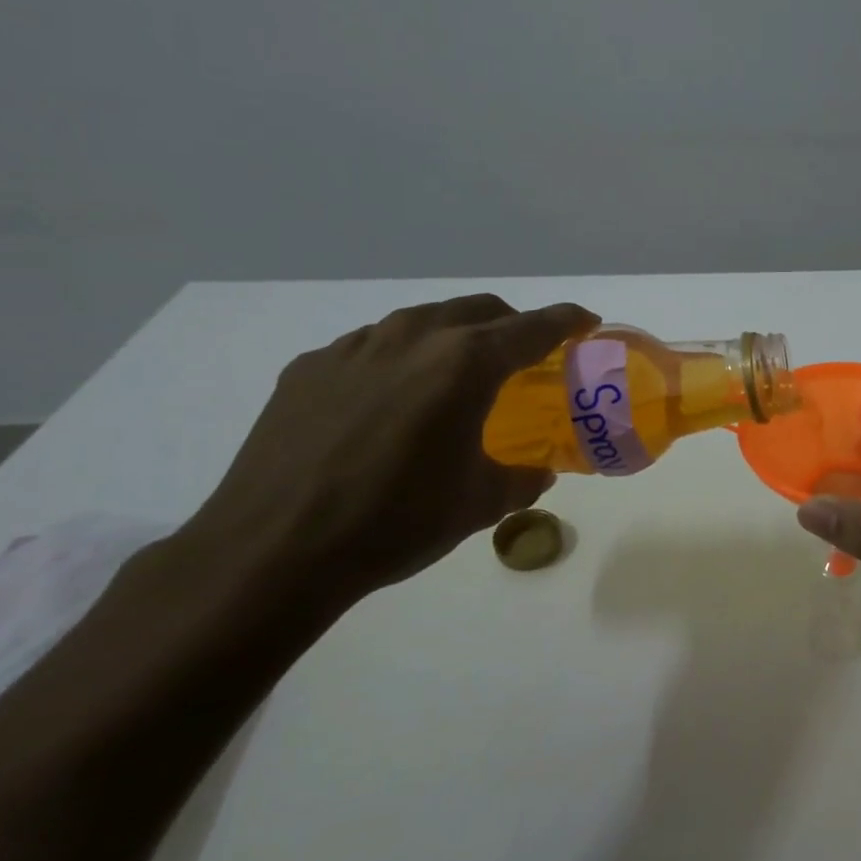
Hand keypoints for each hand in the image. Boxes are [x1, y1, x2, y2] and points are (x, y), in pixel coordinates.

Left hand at [177, 294, 597, 615]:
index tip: (586, 322)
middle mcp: (413, 338)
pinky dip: (399, 358)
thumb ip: (522, 478)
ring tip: (457, 372)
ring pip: (421, 320)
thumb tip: (539, 472)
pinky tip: (390, 399)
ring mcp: (355, 347)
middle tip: (526, 352)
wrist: (273, 551)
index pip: (533, 327)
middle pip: (477, 309)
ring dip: (453, 335)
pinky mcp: (310, 367)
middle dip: (511, 323)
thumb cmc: (396, 521)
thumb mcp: (480, 503)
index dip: (567, 321)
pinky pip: (371, 346)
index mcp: (465, 363)